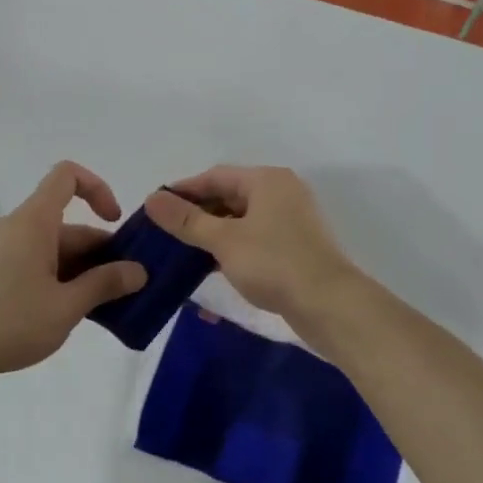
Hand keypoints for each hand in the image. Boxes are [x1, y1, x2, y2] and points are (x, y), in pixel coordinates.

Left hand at [0, 161, 147, 382]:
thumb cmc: (10, 323)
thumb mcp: (66, 307)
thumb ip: (105, 284)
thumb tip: (139, 271)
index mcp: (33, 222)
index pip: (67, 176)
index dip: (98, 188)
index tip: (115, 223)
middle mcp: (15, 227)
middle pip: (66, 223)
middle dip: (99, 251)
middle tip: (125, 288)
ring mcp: (0, 250)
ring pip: (52, 247)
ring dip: (81, 269)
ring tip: (101, 307)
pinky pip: (34, 261)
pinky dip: (58, 277)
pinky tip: (68, 312)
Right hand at [144, 166, 359, 320]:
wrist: (330, 306)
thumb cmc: (274, 263)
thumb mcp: (224, 240)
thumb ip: (186, 220)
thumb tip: (152, 198)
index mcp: (266, 180)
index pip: (214, 176)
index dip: (182, 191)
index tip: (154, 208)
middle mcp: (281, 193)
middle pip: (228, 197)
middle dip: (196, 215)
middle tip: (164, 233)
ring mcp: (291, 221)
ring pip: (240, 221)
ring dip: (212, 235)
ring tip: (181, 253)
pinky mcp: (295, 248)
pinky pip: (254, 240)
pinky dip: (231, 250)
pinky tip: (211, 269)